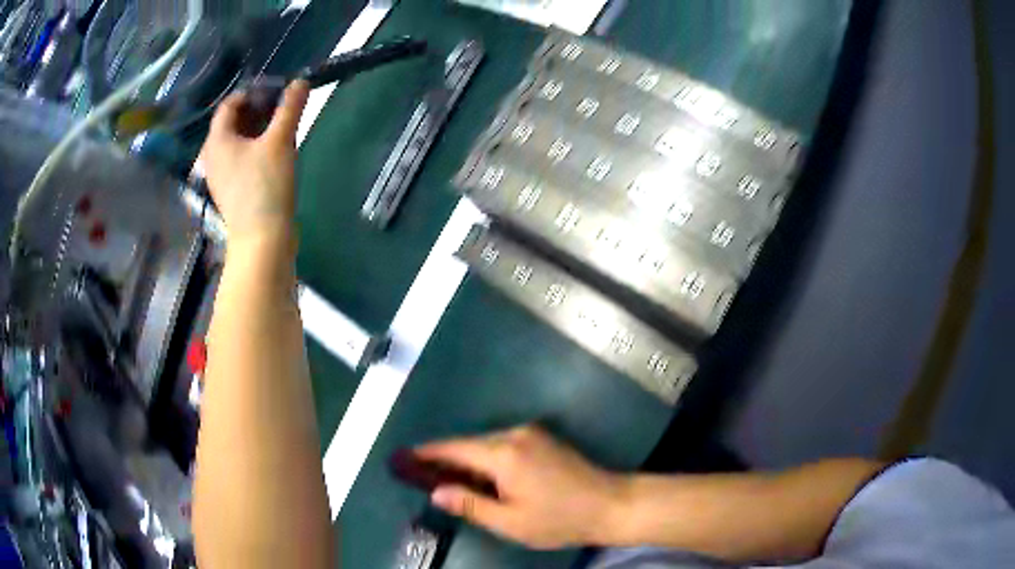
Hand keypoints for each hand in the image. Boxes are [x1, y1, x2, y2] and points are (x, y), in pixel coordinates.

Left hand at [199, 81, 309, 244]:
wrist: (262, 240)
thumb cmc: (266, 186)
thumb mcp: (280, 141)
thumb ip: (290, 108)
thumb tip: (300, 81)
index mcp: (217, 140)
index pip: (230, 104)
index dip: (253, 91)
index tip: (277, 90)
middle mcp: (213, 155)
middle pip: (233, 122)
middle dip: (257, 109)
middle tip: (282, 105)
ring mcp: (220, 175)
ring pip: (238, 141)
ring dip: (258, 128)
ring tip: (282, 125)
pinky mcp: (231, 189)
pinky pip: (240, 158)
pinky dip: (255, 147)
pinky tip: (275, 150)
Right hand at [414, 425, 624, 549]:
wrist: (610, 503)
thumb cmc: (559, 519)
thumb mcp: (510, 521)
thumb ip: (470, 505)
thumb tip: (436, 492)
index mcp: (504, 454)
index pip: (455, 449)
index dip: (428, 453)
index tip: (406, 458)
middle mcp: (515, 435)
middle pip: (470, 444)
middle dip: (447, 459)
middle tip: (426, 476)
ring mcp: (532, 433)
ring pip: (487, 443)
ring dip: (469, 459)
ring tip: (452, 480)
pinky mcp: (543, 438)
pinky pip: (504, 444)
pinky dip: (488, 458)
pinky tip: (485, 476)